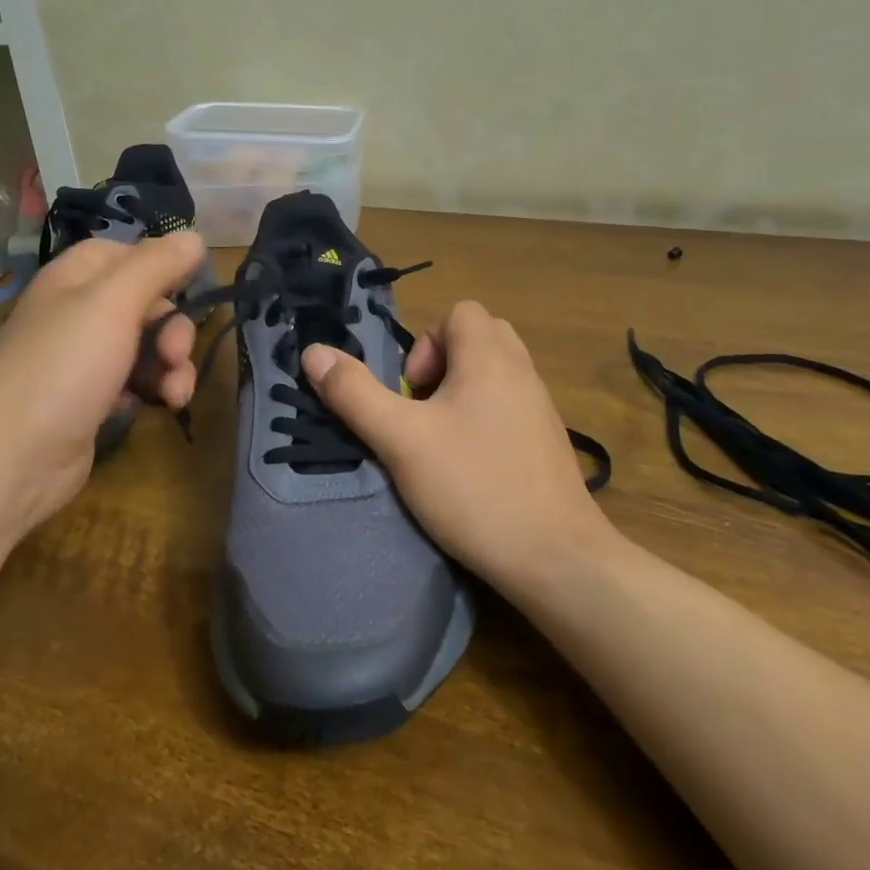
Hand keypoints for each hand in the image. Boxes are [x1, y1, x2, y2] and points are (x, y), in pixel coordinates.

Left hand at [0, 232, 206, 543]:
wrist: (11, 457)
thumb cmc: (63, 367)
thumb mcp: (113, 303)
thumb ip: (157, 265)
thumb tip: (194, 236)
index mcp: (75, 279)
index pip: (127, 254)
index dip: (160, 267)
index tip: (189, 288)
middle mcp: (77, 313)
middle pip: (144, 303)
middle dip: (173, 328)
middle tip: (175, 355)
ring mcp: (83, 360)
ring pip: (145, 346)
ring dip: (171, 366)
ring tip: (175, 395)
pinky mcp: (91, 400)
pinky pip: (134, 383)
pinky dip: (151, 391)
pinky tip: (154, 408)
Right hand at [299, 301, 615, 590]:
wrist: (557, 558)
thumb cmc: (474, 487)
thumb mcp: (401, 440)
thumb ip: (354, 394)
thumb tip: (313, 352)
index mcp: (490, 357)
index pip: (460, 311)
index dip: (426, 343)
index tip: (412, 393)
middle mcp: (522, 371)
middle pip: (479, 336)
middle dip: (442, 364)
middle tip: (423, 410)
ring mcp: (541, 407)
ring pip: (495, 373)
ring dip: (462, 392)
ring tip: (441, 439)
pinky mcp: (548, 442)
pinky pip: (511, 404)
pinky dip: (485, 417)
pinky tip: (471, 466)